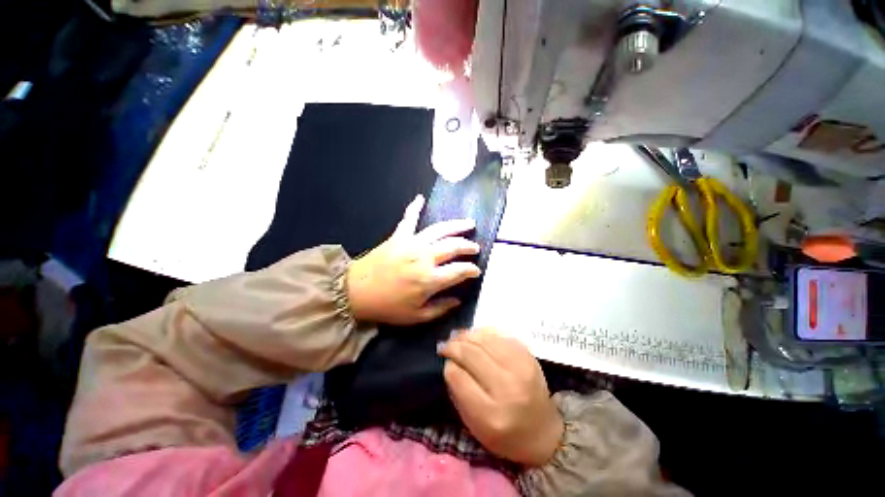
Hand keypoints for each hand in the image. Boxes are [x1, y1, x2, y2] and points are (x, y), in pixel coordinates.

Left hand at [346, 195, 480, 324]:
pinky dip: (414, 207)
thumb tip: (458, 300)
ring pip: (439, 230)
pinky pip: (408, 219)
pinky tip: (420, 198)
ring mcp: (411, 243)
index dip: (471, 270)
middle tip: (475, 248)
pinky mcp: (398, 236)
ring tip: (469, 223)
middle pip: (453, 246)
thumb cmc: (387, 306)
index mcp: (430, 279)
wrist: (356, 292)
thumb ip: (440, 308)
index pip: (459, 270)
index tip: (476, 271)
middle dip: (468, 246)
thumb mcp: (416, 316)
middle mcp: (424, 257)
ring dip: (456, 226)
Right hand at [439, 329, 563, 466]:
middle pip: (471, 354)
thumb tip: (450, 362)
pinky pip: (499, 335)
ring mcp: (521, 367)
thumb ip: (459, 393)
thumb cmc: (505, 435)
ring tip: (458, 337)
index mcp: (491, 414)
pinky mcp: (528, 355)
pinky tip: (476, 336)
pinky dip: (483, 333)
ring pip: (484, 339)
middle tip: (445, 345)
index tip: (445, 361)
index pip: (459, 377)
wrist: (544, 432)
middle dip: (454, 346)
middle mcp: (508, 387)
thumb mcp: (475, 425)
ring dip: (467, 335)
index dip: (448, 366)